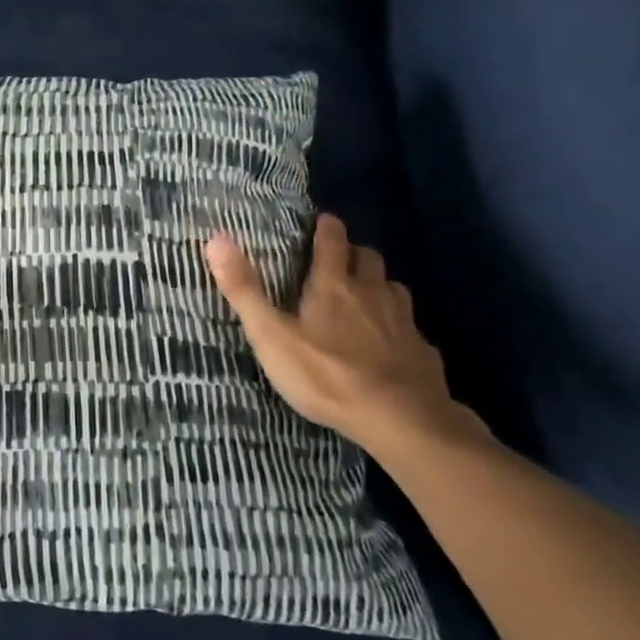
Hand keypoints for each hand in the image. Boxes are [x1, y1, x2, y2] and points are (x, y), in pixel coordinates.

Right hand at [204, 213, 480, 456]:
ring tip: (365, 296)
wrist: (400, 418)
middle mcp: (372, 293)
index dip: (327, 227)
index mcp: (333, 285)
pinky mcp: (423, 351)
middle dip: (354, 253)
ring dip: (378, 284)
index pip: (332, 241)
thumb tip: (216, 238)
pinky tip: (391, 342)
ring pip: (393, 288)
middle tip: (339, 260)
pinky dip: (399, 325)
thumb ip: (244, 289)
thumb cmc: (325, 374)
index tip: (323, 220)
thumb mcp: (270, 334)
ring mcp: (403, 322)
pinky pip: (411, 327)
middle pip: (369, 258)